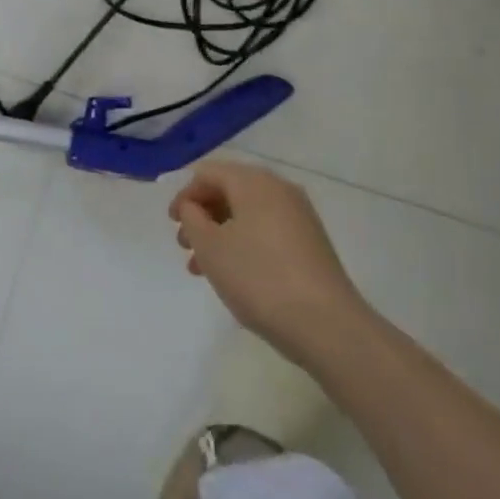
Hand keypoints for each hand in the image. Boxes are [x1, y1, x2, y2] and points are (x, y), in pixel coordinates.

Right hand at [170, 159, 368, 366]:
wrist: (326, 325)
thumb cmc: (258, 277)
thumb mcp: (210, 247)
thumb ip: (192, 218)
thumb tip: (193, 206)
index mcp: (253, 181)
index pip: (209, 173)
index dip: (185, 195)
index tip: (172, 225)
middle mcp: (279, 189)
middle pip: (229, 190)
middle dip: (202, 215)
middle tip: (185, 246)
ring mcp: (299, 216)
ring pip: (247, 214)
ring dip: (220, 233)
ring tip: (202, 269)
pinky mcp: (311, 243)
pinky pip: (266, 231)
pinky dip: (243, 244)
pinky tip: (234, 275)